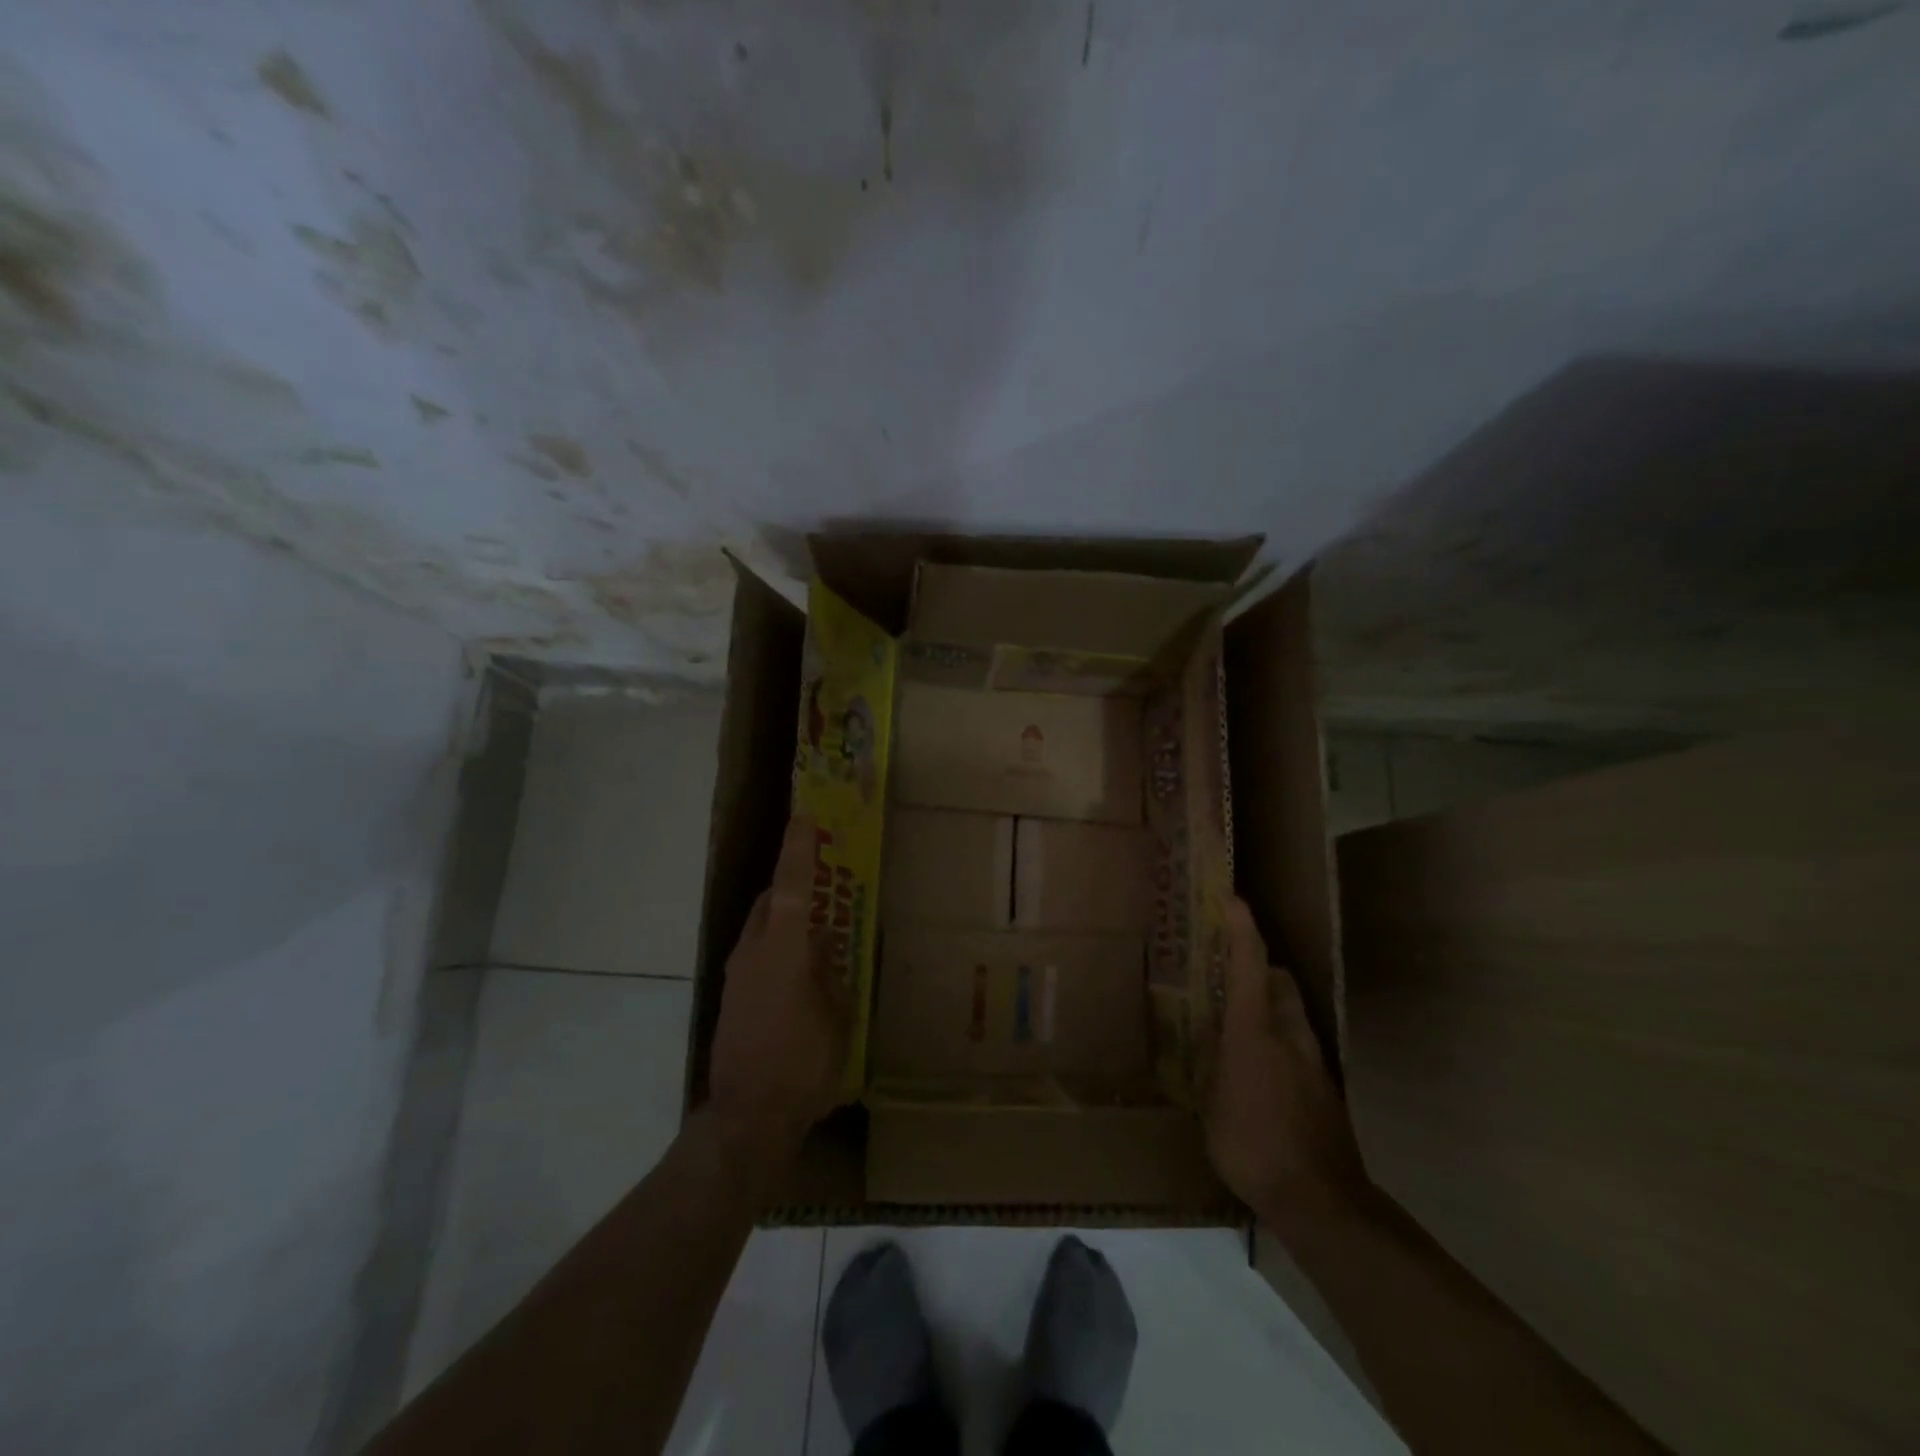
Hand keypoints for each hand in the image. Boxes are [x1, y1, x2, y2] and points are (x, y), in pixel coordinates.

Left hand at [707, 813, 849, 1152]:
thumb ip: (830, 973)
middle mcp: (753, 952)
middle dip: (794, 886)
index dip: (798, 849)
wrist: (747, 1118)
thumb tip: (824, 946)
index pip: (793, 886)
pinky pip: (756, 955)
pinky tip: (800, 975)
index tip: (804, 818)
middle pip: (772, 902)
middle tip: (824, 886)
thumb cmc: (803, 1064)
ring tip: (818, 934)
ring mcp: (736, 976)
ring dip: (786, 920)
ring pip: (762, 928)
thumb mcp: (836, 1016)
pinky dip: (778, 948)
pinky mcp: (731, 999)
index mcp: (784, 949)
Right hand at [1206, 898, 1368, 1223]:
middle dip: (1257, 966)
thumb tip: (1207, 1046)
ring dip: (1269, 1002)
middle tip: (1227, 971)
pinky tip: (1261, 1069)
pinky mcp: (1325, 1086)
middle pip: (1279, 980)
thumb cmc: (1252, 1146)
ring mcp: (1313, 1060)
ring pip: (1292, 1011)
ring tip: (1240, 1021)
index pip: (1251, 964)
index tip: (1231, 898)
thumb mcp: (1211, 1104)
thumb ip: (1211, 1066)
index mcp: (1254, 1032)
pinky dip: (1279, 1038)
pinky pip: (1298, 1043)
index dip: (1241, 927)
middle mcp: (1288, 1035)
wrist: (1321, 1201)